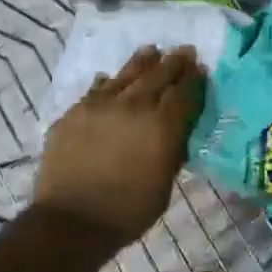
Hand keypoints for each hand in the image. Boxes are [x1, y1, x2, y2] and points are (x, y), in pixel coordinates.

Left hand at [34, 46, 204, 252]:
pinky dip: (107, 82)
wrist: (71, 221)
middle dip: (174, 62)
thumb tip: (176, 132)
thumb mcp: (164, 185)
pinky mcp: (75, 112)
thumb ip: (172, 152)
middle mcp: (134, 106)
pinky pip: (96, 89)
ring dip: (142, 61)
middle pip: (158, 75)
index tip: (200, 68)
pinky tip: (108, 78)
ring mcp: (101, 105)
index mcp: (162, 125)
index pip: (183, 93)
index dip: (194, 79)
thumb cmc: (127, 211)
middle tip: (184, 51)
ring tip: (151, 50)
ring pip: (126, 74)